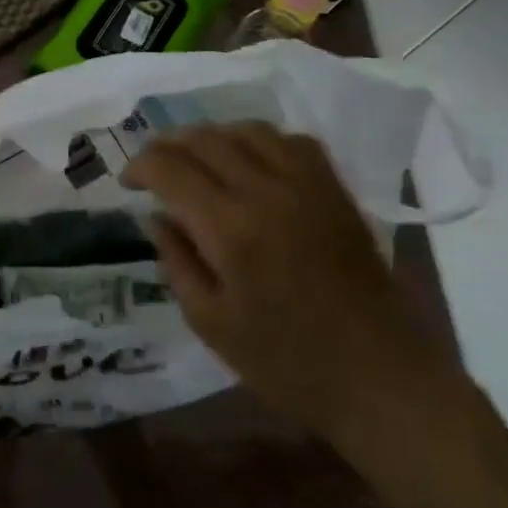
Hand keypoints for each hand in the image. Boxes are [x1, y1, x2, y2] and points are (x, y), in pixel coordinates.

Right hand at [121, 123, 446, 445]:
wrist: (380, 378)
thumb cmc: (286, 362)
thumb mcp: (210, 322)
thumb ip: (176, 261)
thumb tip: (156, 216)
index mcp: (230, 229)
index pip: (170, 168)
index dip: (139, 166)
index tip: (127, 182)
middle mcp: (266, 191)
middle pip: (204, 139)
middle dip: (167, 146)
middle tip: (153, 168)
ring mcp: (307, 185)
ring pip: (246, 130)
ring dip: (211, 137)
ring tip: (196, 159)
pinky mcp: (335, 190)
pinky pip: (290, 141)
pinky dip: (259, 141)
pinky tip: (251, 163)